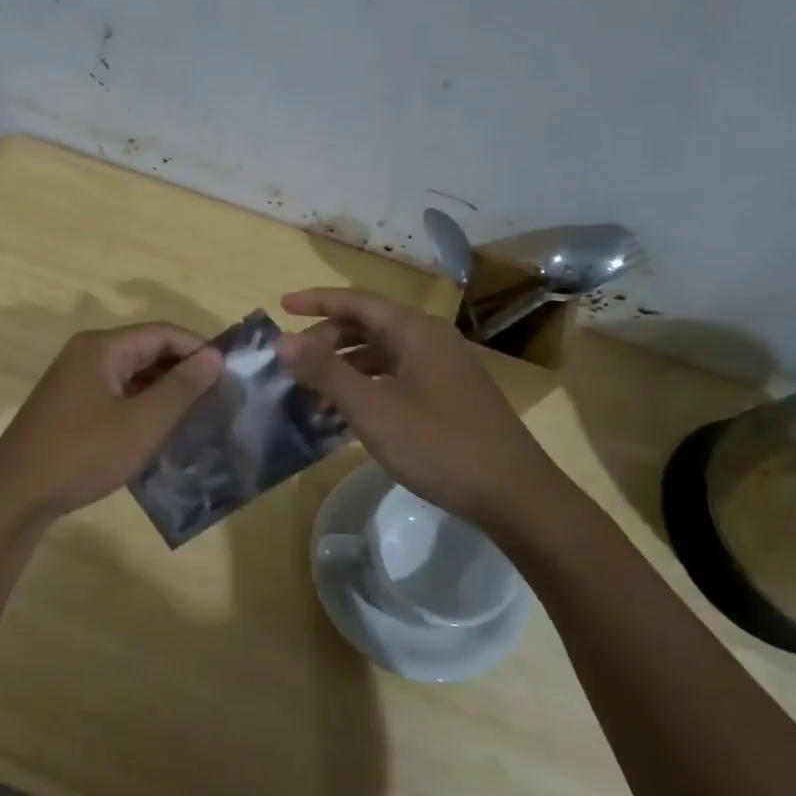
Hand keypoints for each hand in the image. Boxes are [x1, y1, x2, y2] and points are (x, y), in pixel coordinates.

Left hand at [0, 323, 223, 527]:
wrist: (15, 494)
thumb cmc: (83, 453)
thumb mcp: (142, 422)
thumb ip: (181, 387)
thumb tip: (214, 356)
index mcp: (102, 347)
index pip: (162, 332)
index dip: (199, 348)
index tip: (229, 373)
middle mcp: (86, 354)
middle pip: (146, 349)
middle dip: (182, 369)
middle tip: (217, 396)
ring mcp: (74, 380)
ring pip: (131, 373)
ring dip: (162, 389)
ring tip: (195, 414)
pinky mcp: (68, 406)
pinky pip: (115, 393)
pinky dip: (140, 404)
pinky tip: (158, 428)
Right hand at [277, 287, 575, 537]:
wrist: (513, 494)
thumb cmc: (439, 444)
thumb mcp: (373, 408)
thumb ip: (326, 372)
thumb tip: (282, 342)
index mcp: (415, 331)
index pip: (357, 301)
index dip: (317, 301)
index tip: (282, 306)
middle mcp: (431, 340)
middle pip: (369, 325)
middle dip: (327, 338)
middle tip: (294, 362)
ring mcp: (443, 369)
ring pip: (382, 353)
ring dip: (345, 363)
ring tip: (313, 386)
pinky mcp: (448, 397)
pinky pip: (396, 376)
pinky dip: (367, 384)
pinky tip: (350, 410)